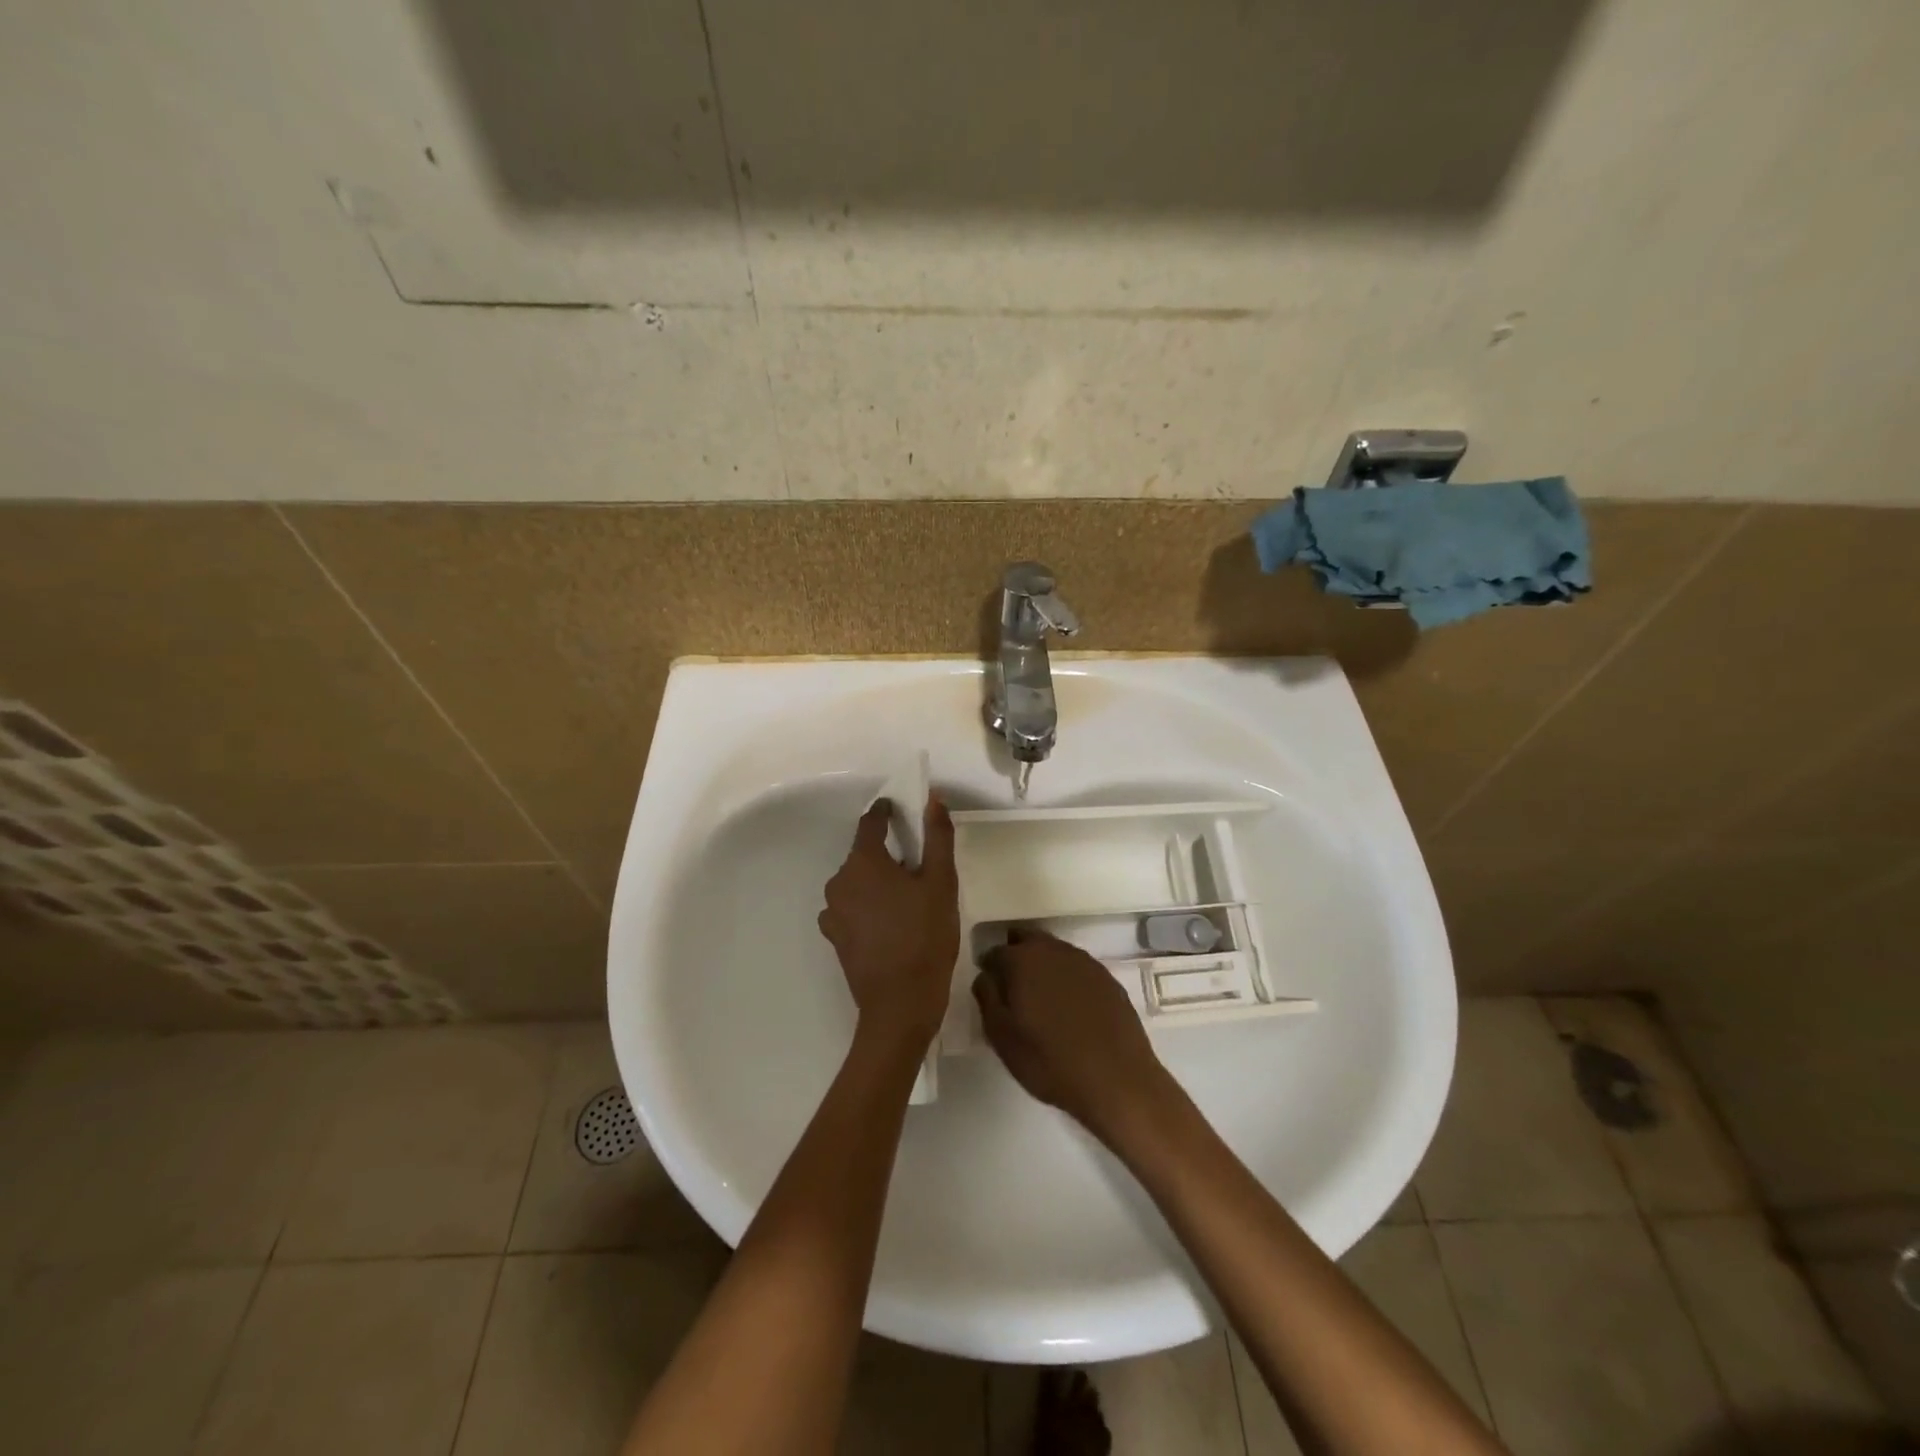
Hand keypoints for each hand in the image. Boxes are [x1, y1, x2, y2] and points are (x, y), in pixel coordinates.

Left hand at [818, 794, 959, 1047]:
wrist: (900, 1004)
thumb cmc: (926, 936)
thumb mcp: (941, 883)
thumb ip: (937, 837)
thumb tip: (933, 798)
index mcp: (862, 862)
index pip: (871, 822)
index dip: (887, 813)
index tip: (901, 811)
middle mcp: (839, 881)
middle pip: (864, 854)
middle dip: (888, 853)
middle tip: (919, 867)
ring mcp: (833, 911)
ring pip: (858, 882)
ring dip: (878, 881)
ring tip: (908, 899)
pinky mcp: (834, 936)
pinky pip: (852, 906)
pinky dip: (869, 905)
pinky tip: (892, 922)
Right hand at [972, 929, 1171, 1142]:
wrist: (1117, 1079)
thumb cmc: (1049, 1061)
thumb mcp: (1002, 1037)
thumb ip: (987, 998)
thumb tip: (985, 976)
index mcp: (1022, 960)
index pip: (995, 951)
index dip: (988, 968)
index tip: (989, 987)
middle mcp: (1053, 950)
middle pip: (1026, 939)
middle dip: (1015, 955)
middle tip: (1013, 987)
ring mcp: (1084, 961)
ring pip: (1053, 951)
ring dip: (1042, 964)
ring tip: (1041, 997)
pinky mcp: (1107, 977)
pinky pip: (1077, 968)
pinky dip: (1067, 978)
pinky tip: (1069, 1006)